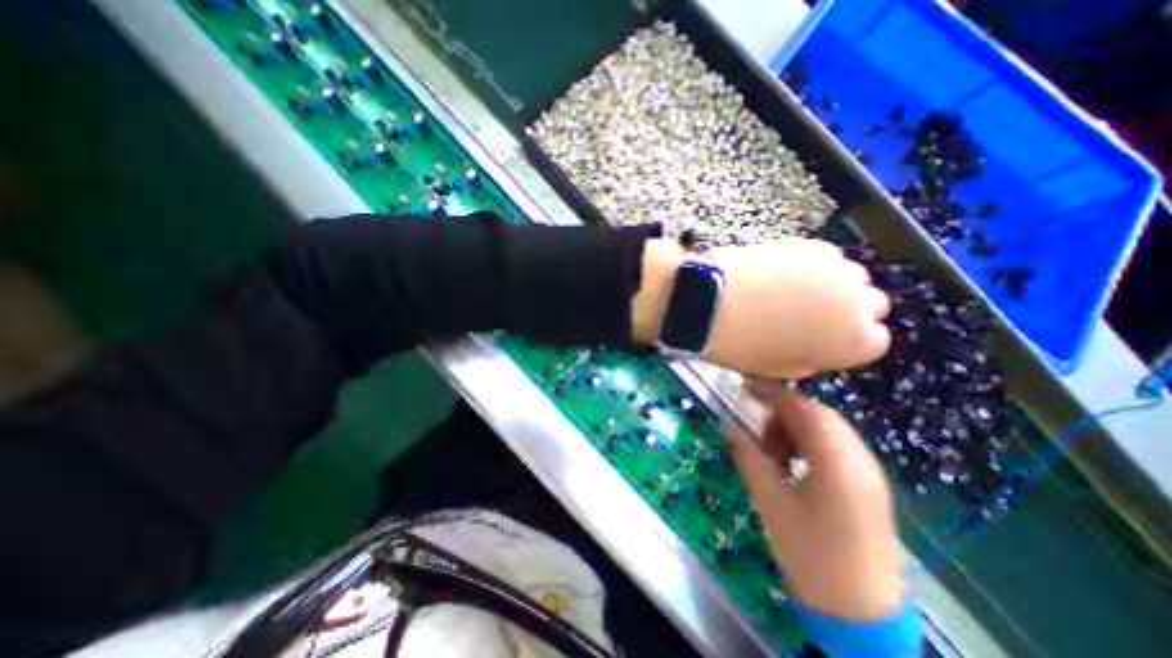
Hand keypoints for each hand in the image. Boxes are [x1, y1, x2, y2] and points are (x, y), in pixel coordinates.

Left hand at [632, 238, 887, 376]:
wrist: (711, 302)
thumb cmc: (742, 344)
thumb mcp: (777, 368)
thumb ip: (809, 359)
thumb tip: (814, 350)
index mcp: (854, 342)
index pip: (873, 340)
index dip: (844, 339)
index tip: (823, 337)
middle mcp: (860, 302)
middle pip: (870, 304)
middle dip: (845, 310)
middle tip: (808, 313)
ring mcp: (839, 268)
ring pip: (849, 277)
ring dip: (829, 285)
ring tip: (791, 291)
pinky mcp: (813, 243)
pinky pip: (824, 258)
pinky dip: (810, 266)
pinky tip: (780, 272)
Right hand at [731, 390, 899, 621]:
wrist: (861, 611)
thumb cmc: (811, 554)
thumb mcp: (770, 502)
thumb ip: (748, 458)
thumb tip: (729, 427)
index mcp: (836, 460)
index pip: (801, 407)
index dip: (770, 394)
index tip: (744, 391)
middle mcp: (859, 457)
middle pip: (815, 413)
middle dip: (782, 417)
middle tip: (760, 441)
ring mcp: (868, 469)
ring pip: (825, 427)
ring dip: (795, 431)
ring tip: (776, 459)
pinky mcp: (868, 482)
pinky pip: (835, 445)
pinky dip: (810, 445)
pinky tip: (795, 468)